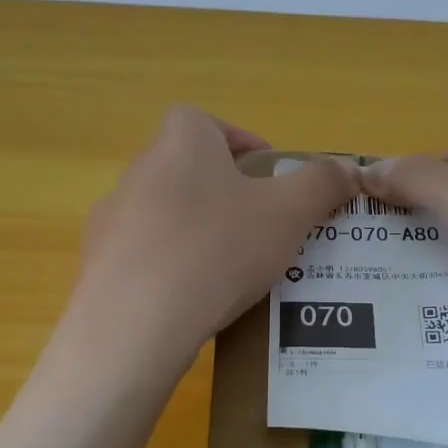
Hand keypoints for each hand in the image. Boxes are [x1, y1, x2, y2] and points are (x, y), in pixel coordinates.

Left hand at [67, 106, 357, 369]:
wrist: (134, 325)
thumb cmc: (218, 250)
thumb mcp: (288, 213)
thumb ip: (322, 184)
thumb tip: (349, 169)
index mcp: (180, 143)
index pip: (206, 122)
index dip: (241, 144)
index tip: (269, 180)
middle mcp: (138, 171)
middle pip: (189, 171)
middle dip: (226, 194)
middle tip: (261, 230)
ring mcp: (112, 220)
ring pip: (167, 216)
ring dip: (198, 233)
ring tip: (232, 273)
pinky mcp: (98, 266)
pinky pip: (145, 257)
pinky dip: (170, 270)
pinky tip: (193, 302)